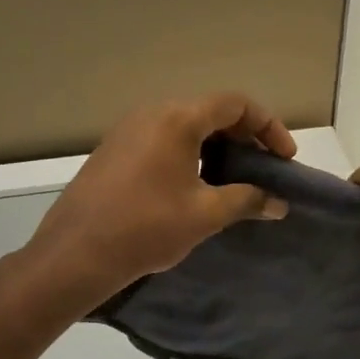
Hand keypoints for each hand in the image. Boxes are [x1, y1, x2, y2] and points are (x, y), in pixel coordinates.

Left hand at [23, 93, 293, 305]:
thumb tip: (278, 203)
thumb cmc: (146, 228)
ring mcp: (129, 130)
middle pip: (211, 110)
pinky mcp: (115, 150)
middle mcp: (152, 113)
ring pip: (187, 125)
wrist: (75, 254)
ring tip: (236, 178)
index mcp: (177, 120)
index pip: (236, 104)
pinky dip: (192, 152)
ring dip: (218, 145)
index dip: (268, 126)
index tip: (284, 158)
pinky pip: (165, 139)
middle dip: (245, 136)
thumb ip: (247, 201)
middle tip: (265, 168)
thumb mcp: (205, 215)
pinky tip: (198, 185)